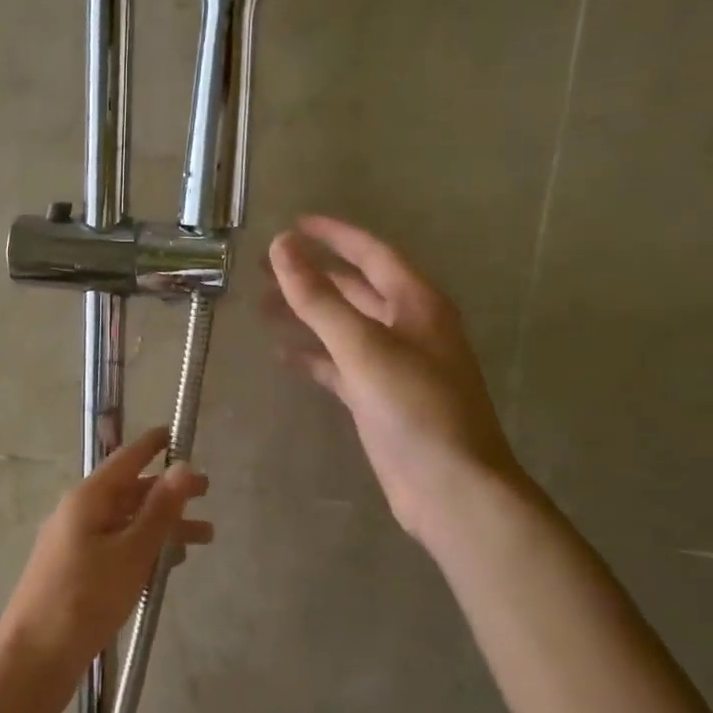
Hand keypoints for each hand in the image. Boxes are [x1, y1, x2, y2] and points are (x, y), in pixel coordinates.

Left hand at [0, 427, 211, 702]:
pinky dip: (144, 549)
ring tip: (205, 537)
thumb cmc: (84, 599)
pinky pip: (117, 549)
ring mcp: (75, 545)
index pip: (125, 459)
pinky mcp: (77, 574)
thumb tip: (183, 466)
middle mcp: (79, 515)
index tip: (178, 433)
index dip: (152, 445)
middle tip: (207, 492)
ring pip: (126, 524)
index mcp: (87, 500)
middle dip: (167, 491)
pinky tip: (168, 564)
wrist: (33, 660)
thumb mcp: (130, 552)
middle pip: (129, 493)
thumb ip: (159, 511)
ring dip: (162, 526)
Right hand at [267, 216, 522, 550]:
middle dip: (311, 276)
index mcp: (416, 304)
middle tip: (263, 269)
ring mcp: (393, 365)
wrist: (450, 488)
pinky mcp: (378, 398)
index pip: (371, 253)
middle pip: (354, 288)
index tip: (293, 224)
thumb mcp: (363, 346)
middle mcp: (407, 327)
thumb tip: (281, 248)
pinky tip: (283, 355)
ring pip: (343, 327)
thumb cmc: (415, 408)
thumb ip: (319, 298)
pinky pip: (339, 365)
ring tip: (262, 306)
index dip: (333, 235)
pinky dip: (313, 357)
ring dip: (306, 314)